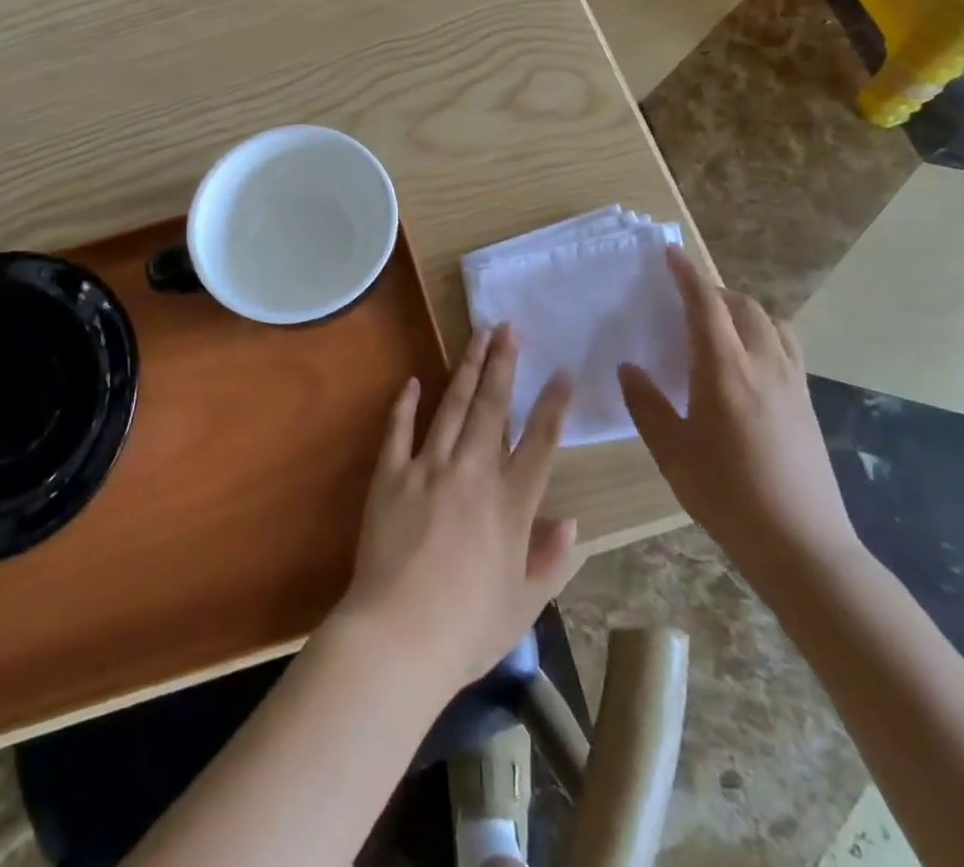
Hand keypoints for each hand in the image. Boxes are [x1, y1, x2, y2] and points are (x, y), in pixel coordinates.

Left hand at [334, 324, 577, 690]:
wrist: (399, 636)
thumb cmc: (468, 627)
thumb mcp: (524, 605)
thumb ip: (551, 560)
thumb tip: (572, 521)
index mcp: (511, 504)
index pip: (540, 442)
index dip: (553, 404)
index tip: (562, 371)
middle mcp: (473, 473)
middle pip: (493, 407)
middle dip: (503, 362)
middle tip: (508, 327)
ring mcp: (429, 468)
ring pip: (453, 407)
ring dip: (466, 368)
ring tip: (477, 336)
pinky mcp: (391, 475)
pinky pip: (399, 430)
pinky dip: (405, 404)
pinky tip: (412, 381)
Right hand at [619, 246, 860, 583]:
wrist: (802, 544)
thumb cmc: (727, 495)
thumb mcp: (672, 452)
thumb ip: (646, 404)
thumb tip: (629, 367)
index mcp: (725, 370)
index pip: (706, 305)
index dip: (687, 274)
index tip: (670, 253)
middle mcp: (763, 364)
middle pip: (743, 306)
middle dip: (713, 291)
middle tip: (684, 297)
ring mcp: (792, 382)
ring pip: (770, 323)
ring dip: (741, 310)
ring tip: (717, 324)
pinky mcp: (807, 402)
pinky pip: (785, 346)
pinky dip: (762, 333)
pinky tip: (746, 361)